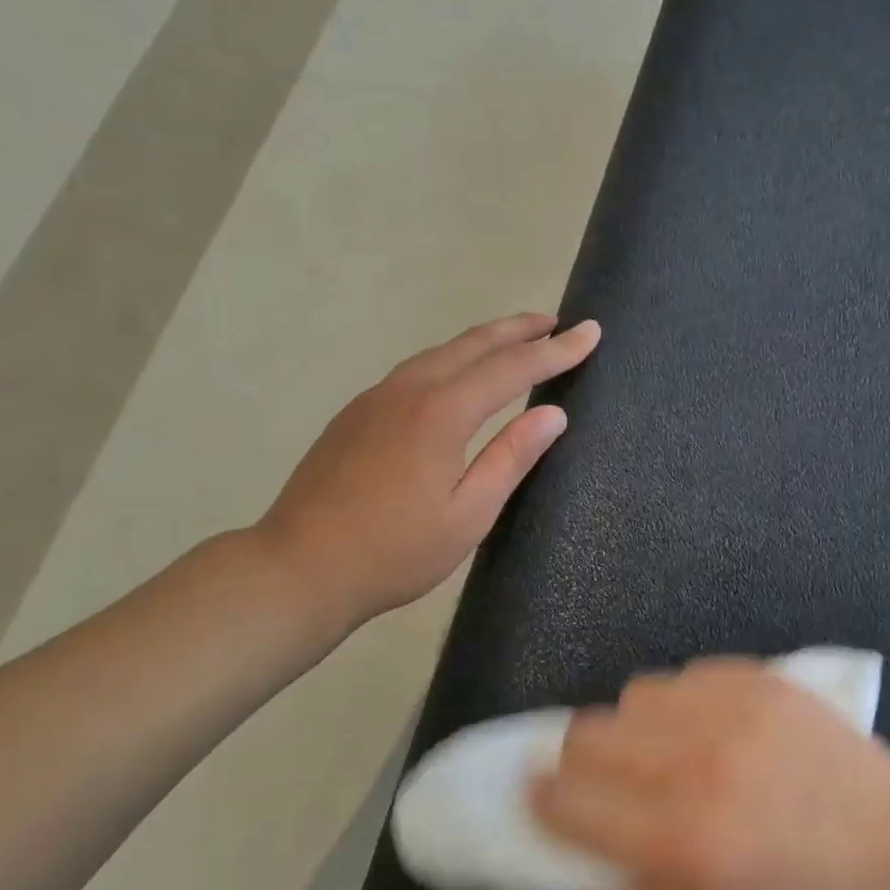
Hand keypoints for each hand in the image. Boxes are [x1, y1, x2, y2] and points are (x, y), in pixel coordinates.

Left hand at [255, 313, 599, 639]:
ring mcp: (376, 398)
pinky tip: (458, 373)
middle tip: (556, 322)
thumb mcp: (469, 514)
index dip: (555, 351)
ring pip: (441, 352)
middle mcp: (408, 390)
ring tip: (516, 340)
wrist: (299, 567)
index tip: (591, 333)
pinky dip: (452, 358)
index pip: (512, 368)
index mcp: (441, 413)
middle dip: (519, 329)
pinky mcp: (357, 412)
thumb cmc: (395, 551)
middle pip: (473, 344)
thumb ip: (511, 457)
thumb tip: (553, 413)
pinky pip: (417, 369)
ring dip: (484, 341)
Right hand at [533, 659, 889, 889]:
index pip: (567, 797)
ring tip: (666, 756)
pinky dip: (685, 702)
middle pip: (589, 732)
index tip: (543, 807)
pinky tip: (714, 731)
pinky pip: (692, 673)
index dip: (542, 802)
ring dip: (635, 727)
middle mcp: (695, 760)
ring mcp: (734, 710)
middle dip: (581, 764)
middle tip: (606, 788)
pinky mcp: (768, 681)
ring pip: (637, 692)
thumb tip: (586, 883)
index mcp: (680, 838)